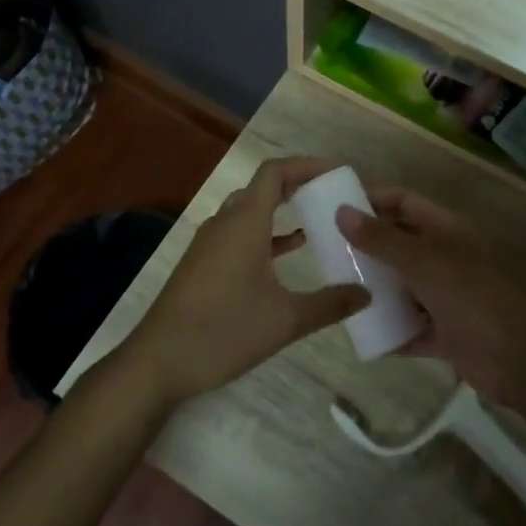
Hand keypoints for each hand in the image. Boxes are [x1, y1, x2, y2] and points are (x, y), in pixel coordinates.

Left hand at [119, 157, 369, 407]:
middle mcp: (224, 222)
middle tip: (332, 193)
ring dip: (281, 209)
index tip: (337, 172)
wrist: (158, 361)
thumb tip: (367, 294)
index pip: (275, 171)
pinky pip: (239, 233)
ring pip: (249, 210)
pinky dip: (266, 233)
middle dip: (298, 185)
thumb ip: (329, 304)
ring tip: (317, 218)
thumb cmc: (223, 331)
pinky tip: (288, 251)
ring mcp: (209, 243)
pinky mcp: (202, 263)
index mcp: (244, 222)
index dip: (307, 165)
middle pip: (262, 187)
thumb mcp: (285, 320)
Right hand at [337, 189, 525, 406]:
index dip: (374, 200)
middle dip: (367, 247)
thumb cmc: (473, 298)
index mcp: (446, 231)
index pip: (405, 203)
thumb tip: (341, 212)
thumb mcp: (424, 263)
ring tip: (338, 290)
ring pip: (402, 287)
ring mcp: (446, 297)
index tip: (337, 209)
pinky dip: (389, 331)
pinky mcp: (445, 334)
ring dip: (376, 290)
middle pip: (400, 244)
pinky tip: (361, 333)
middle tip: (328, 252)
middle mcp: (445, 259)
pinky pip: (409, 328)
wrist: (522, 361)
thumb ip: (382, 240)